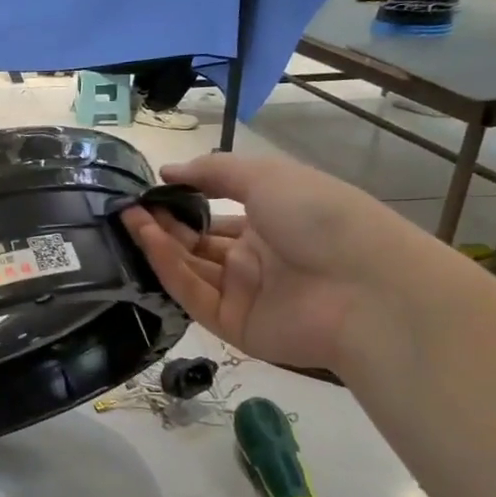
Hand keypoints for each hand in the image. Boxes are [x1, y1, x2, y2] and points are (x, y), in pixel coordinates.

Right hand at [120, 151, 438, 374]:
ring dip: (160, 244)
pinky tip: (148, 242)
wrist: (365, 286)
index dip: (183, 204)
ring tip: (130, 220)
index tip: (150, 192)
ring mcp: (244, 294)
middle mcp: (255, 259)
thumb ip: (213, 171)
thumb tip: (167, 171)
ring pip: (191, 269)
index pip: (216, 216)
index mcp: (270, 222)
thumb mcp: (267, 176)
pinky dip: (170, 270)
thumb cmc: (320, 216)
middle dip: (165, 225)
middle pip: (198, 244)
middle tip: (130, 209)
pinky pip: (194, 295)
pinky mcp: (234, 325)